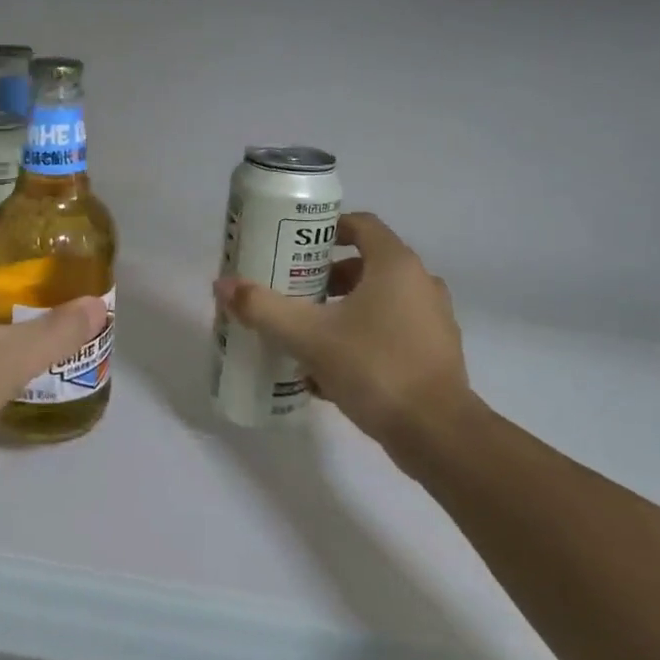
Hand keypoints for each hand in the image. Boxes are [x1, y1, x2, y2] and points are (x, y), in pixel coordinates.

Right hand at [214, 212, 469, 452]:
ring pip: (379, 302)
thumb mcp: (309, 337)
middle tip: (293, 293)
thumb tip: (222, 285)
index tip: (295, 247)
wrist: (437, 434)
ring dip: (342, 311)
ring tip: (306, 333)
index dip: (326, 230)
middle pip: (366, 265)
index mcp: (396, 265)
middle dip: (326, 278)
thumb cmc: (374, 367)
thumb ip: (264, 309)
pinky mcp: (435, 353)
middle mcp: (420, 283)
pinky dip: (362, 339)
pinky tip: (329, 371)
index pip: (361, 225)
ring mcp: (433, 320)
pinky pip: (391, 332)